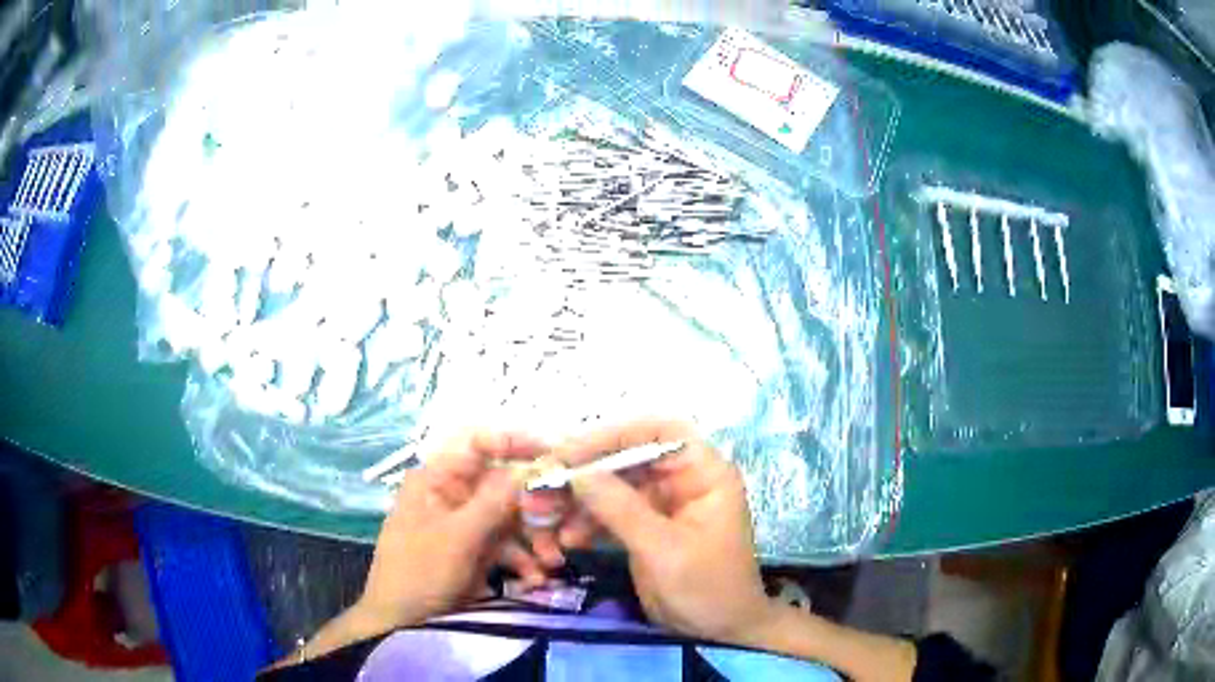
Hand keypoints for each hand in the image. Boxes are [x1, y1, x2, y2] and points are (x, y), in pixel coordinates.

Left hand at [354, 431, 551, 631]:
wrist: (401, 623)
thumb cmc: (419, 573)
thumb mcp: (457, 538)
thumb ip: (494, 502)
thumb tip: (529, 468)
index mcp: (437, 479)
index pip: (478, 444)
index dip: (515, 443)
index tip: (553, 455)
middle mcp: (452, 495)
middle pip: (503, 485)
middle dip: (534, 508)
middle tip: (560, 527)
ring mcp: (464, 524)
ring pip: (510, 518)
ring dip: (535, 540)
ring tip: (551, 564)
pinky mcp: (474, 551)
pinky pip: (507, 545)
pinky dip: (524, 560)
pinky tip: (534, 580)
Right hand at [557, 420, 776, 645]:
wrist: (720, 632)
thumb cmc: (707, 588)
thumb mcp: (663, 549)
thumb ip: (620, 508)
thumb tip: (576, 473)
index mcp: (704, 473)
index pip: (659, 432)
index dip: (615, 436)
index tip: (571, 453)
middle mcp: (684, 480)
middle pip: (629, 458)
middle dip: (585, 472)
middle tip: (543, 485)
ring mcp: (663, 504)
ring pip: (614, 486)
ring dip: (579, 500)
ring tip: (545, 516)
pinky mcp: (646, 527)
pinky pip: (611, 512)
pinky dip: (587, 522)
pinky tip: (566, 539)